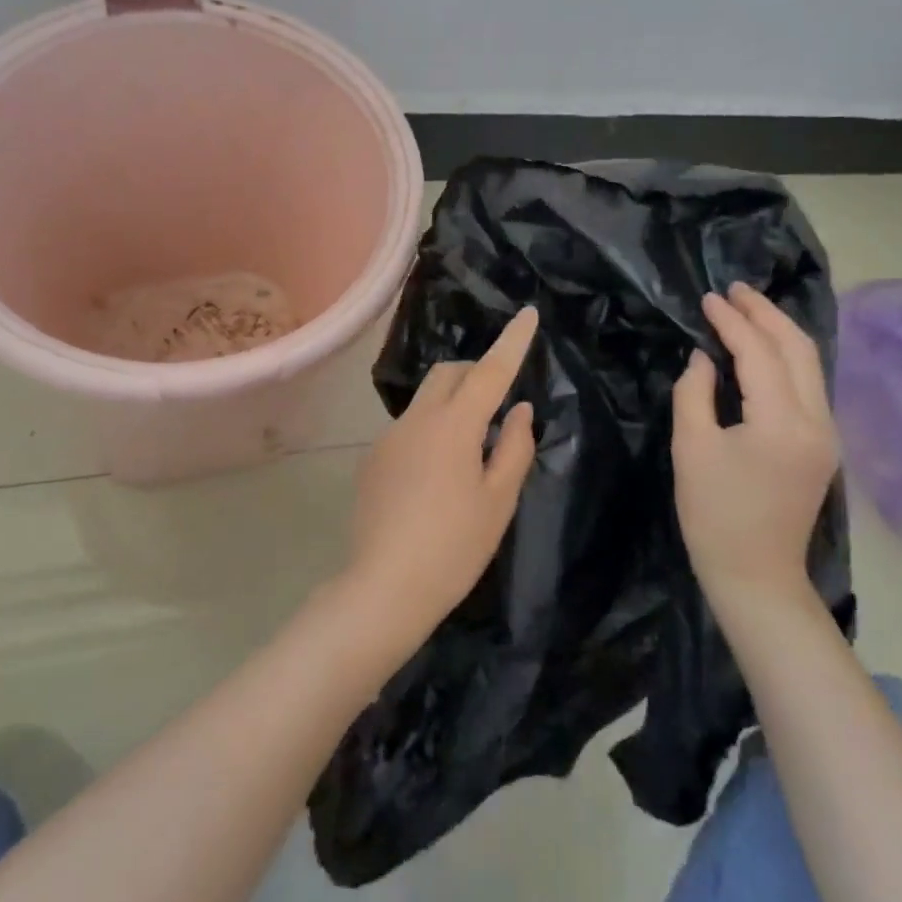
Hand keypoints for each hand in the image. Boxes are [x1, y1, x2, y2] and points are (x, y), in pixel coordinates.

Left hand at [342, 307, 538, 655]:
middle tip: (499, 404)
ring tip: (471, 450)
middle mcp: (416, 419)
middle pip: (449, 374)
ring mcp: (389, 437)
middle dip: (477, 373)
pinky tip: (437, 476)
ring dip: (453, 404)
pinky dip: (431, 430)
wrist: (384, 588)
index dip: (512, 341)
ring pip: (426, 399)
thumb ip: (514, 447)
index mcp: (454, 425)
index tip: (528, 313)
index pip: (490, 371)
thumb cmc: (454, 547)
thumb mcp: (498, 501)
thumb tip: (519, 410)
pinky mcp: (373, 459)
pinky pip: (409, 427)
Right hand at [672, 284, 838, 613]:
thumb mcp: (692, 448)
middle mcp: (816, 421)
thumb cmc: (714, 514)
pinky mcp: (822, 445)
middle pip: (799, 349)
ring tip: (747, 308)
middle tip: (734, 289)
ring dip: (779, 331)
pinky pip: (808, 384)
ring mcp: (826, 434)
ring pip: (810, 364)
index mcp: (782, 422)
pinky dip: (786, 356)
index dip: (733, 321)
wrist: (755, 575)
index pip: (760, 354)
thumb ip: (695, 393)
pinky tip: (763, 348)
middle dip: (766, 314)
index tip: (708, 297)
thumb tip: (704, 357)